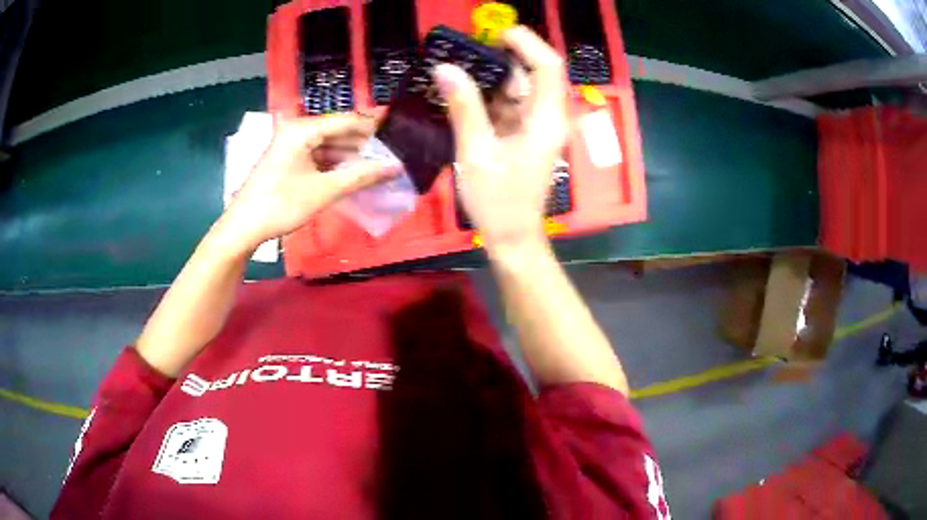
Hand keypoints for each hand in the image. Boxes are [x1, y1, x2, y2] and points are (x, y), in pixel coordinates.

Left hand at [221, 113, 400, 251]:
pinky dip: (335, 164)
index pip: (346, 120)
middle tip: (392, 154)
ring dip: (350, 155)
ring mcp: (290, 144)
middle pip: (337, 131)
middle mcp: (296, 129)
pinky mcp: (288, 159)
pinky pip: (318, 155)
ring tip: (378, 165)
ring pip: (328, 144)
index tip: (399, 132)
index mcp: (302, 129)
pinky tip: (352, 173)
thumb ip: (361, 176)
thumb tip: (396, 166)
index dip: (374, 126)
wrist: (243, 227)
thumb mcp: (324, 191)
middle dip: (363, 143)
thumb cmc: (281, 205)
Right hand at [434, 26, 568, 251]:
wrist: (512, 238)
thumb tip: (445, 68)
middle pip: (533, 74)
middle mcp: (549, 118)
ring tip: (457, 72)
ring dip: (491, 79)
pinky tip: (463, 96)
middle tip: (464, 54)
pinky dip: (489, 98)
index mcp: (547, 120)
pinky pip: (511, 106)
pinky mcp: (527, 136)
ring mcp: (539, 127)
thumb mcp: (475, 152)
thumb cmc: (498, 201)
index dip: (526, 43)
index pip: (548, 67)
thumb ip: (463, 107)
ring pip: (520, 89)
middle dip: (501, 59)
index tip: (494, 34)